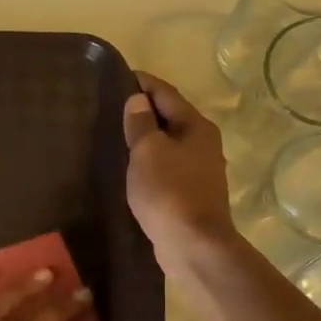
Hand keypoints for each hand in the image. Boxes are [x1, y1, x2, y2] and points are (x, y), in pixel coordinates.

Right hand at [123, 73, 237, 268]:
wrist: (193, 245)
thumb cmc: (169, 192)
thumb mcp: (148, 152)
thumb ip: (140, 124)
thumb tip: (138, 100)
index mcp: (196, 127)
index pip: (167, 94)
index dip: (144, 83)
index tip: (122, 75)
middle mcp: (205, 144)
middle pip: (172, 118)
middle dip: (146, 110)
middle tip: (116, 106)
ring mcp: (201, 171)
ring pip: (171, 144)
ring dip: (149, 139)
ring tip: (121, 136)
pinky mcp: (192, 195)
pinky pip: (168, 168)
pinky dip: (152, 162)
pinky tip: (135, 169)